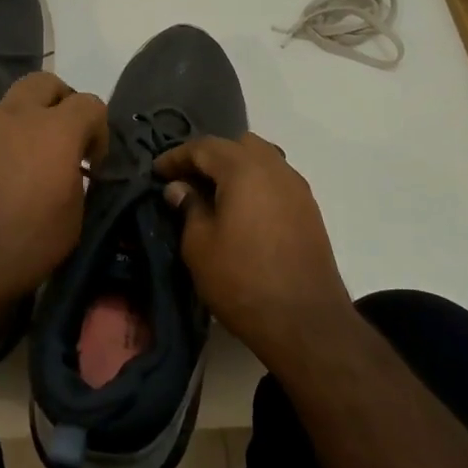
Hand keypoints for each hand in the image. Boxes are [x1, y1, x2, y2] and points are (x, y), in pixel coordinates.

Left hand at [0, 73, 106, 321]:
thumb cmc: (17, 250)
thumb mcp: (69, 225)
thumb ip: (73, 184)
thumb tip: (66, 173)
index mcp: (52, 133)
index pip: (89, 104)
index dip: (97, 129)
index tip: (91, 162)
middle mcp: (10, 119)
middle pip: (43, 83)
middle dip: (57, 103)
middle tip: (55, 141)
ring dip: (10, 139)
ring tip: (3, 183)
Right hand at [154, 132, 353, 370]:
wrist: (306, 322)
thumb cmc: (242, 281)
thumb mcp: (200, 246)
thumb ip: (188, 208)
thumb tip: (180, 187)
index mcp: (244, 169)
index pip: (204, 147)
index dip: (177, 156)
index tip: (157, 171)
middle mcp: (274, 168)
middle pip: (237, 146)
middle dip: (210, 157)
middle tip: (188, 180)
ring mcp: (297, 187)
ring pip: (262, 160)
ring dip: (236, 169)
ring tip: (215, 195)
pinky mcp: (309, 210)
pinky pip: (276, 181)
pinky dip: (256, 184)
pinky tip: (243, 211)